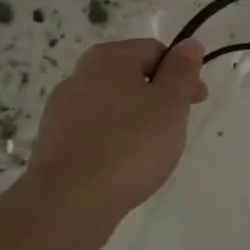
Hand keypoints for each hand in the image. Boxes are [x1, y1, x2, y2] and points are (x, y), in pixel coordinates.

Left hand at [23, 38, 208, 223]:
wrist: (68, 204)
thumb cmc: (130, 144)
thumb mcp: (171, 102)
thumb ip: (183, 70)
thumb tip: (189, 45)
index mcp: (107, 58)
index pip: (155, 51)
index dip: (182, 73)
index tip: (196, 101)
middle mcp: (79, 77)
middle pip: (132, 77)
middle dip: (159, 97)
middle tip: (177, 127)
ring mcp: (60, 112)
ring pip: (114, 106)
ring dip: (137, 120)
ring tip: (152, 151)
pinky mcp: (52, 146)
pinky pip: (95, 133)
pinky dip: (115, 142)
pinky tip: (124, 167)